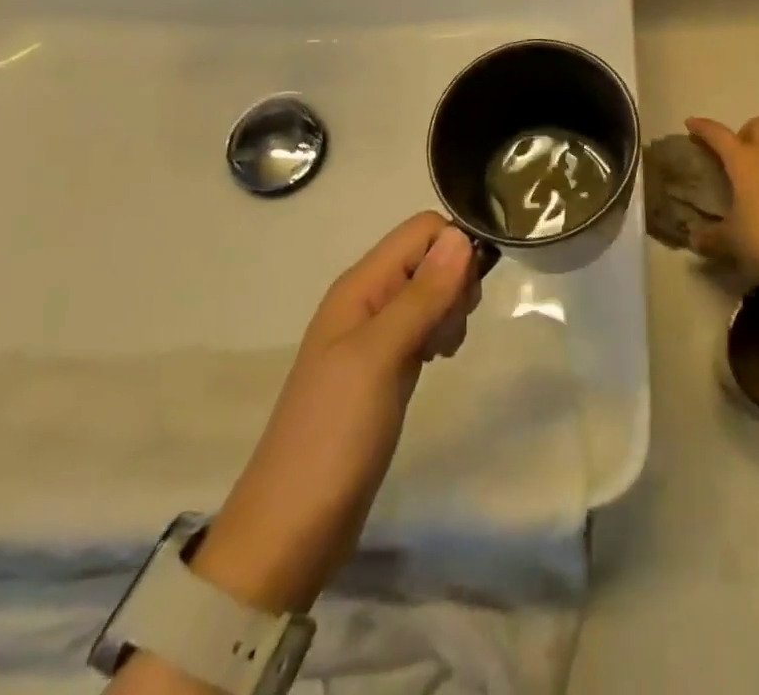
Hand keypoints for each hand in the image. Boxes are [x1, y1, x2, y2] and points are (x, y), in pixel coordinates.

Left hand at [190, 213, 481, 610]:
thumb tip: (462, 236)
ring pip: (431, 292)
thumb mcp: (380, 356)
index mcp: (360, 285)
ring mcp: (375, 334)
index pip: (421, 230)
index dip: (453, 250)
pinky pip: (424, 326)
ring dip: (450, 312)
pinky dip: (440, 335)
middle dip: (455, 283)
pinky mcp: (385, 365)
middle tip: (449, 331)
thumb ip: (422, 295)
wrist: (292, 528)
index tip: (465, 296)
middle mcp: (368, 299)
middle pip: (429, 257)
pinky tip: (437, 362)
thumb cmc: (334, 433)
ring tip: (442, 352)